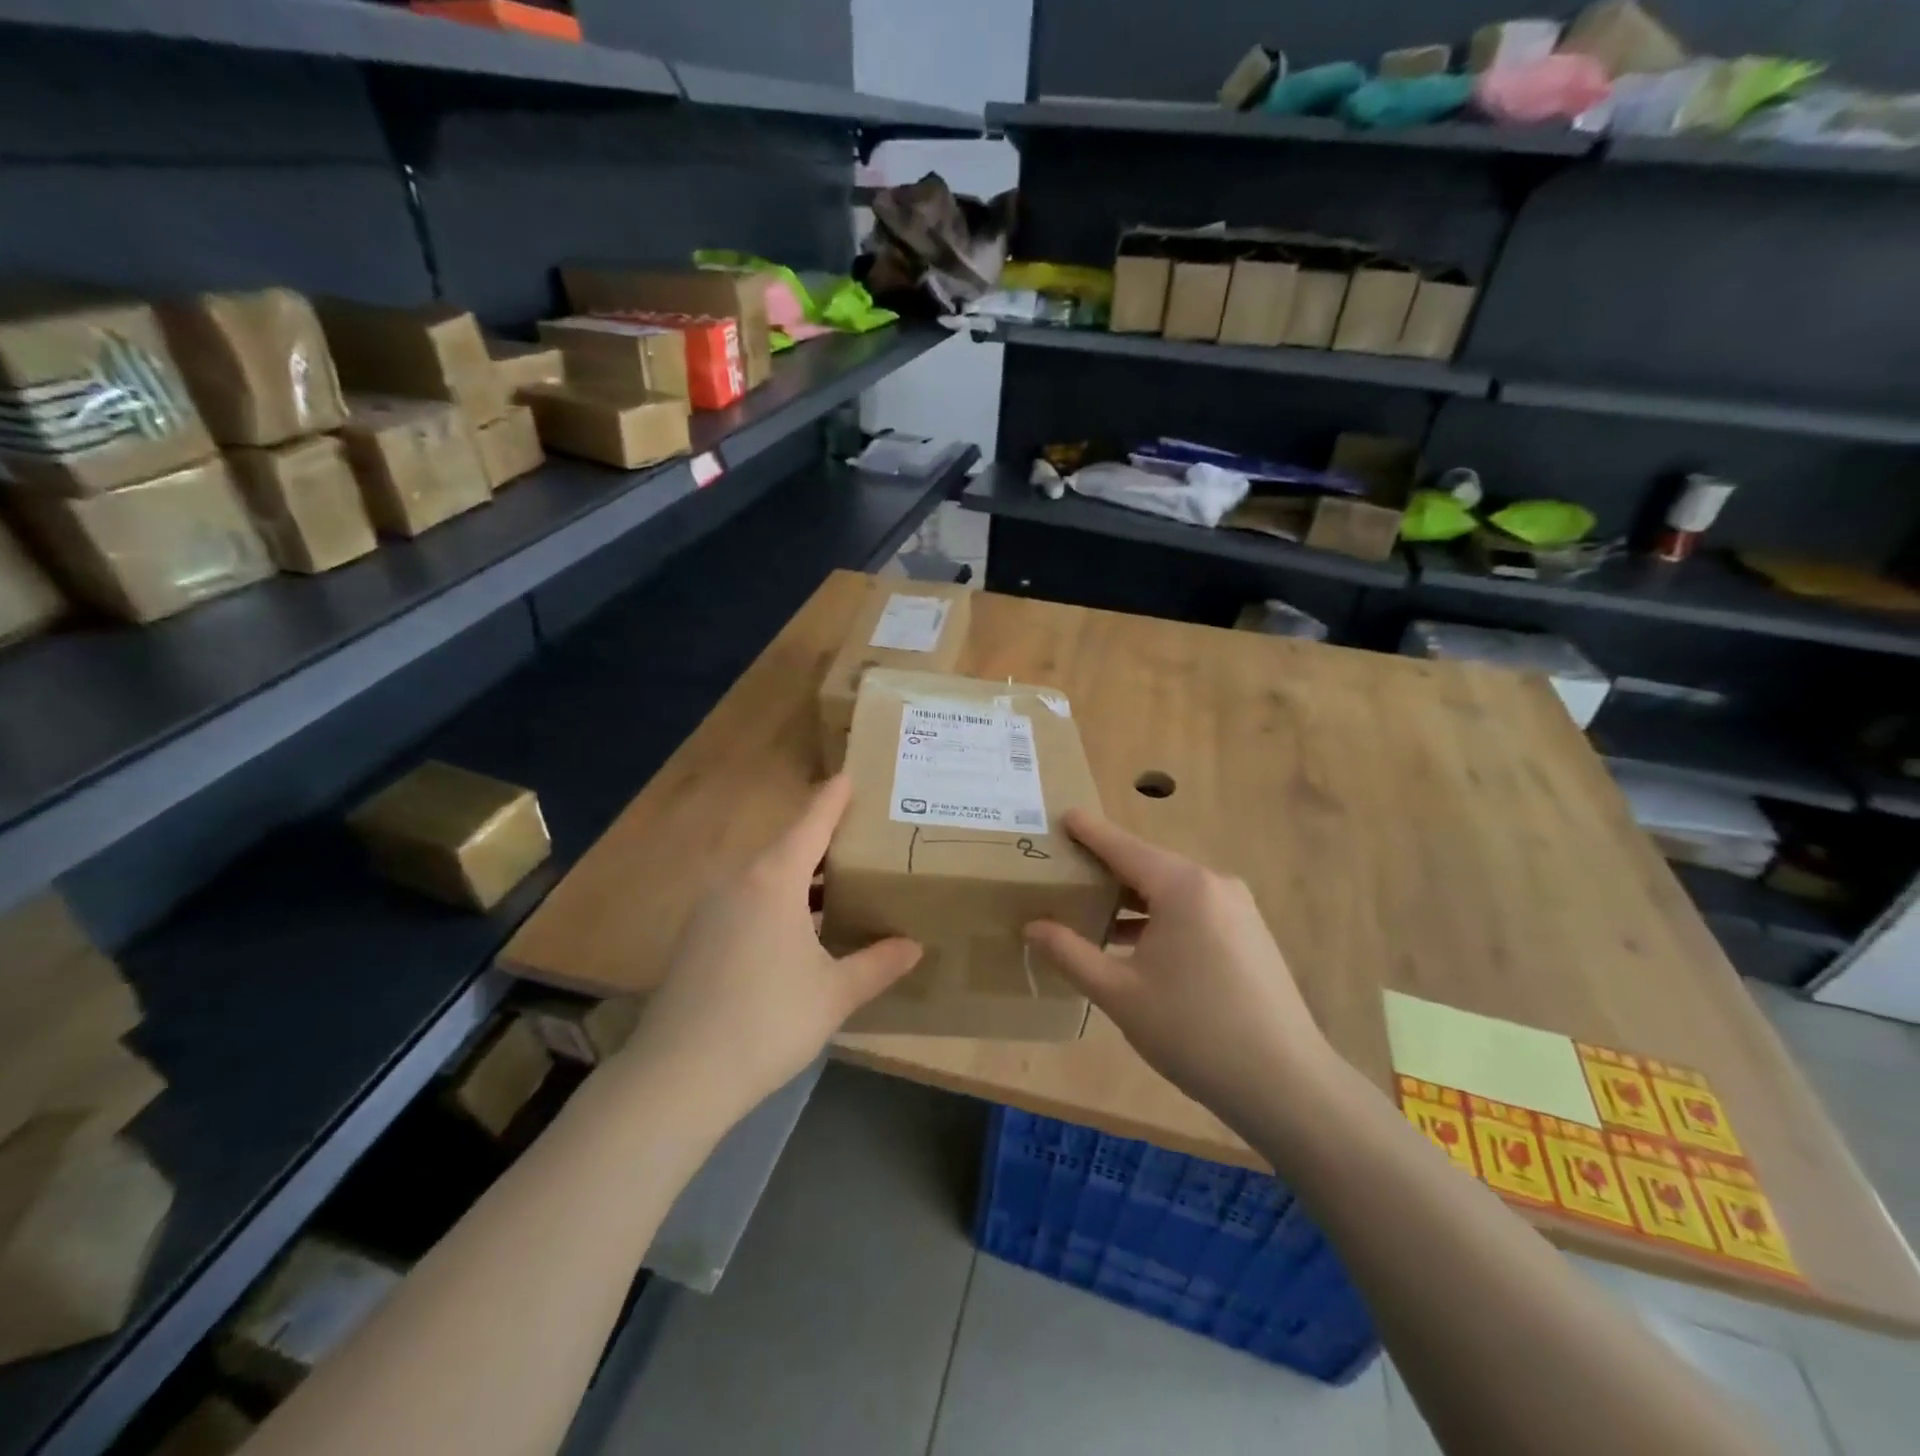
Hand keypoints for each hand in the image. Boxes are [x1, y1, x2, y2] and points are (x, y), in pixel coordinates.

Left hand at [623, 775, 921, 1122]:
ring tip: (836, 890)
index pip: (811, 825)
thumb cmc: (769, 1020)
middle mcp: (738, 883)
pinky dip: (776, 904)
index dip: (832, 801)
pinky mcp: (695, 940)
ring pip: (763, 879)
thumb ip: (877, 964)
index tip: (848, 777)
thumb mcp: (835, 993)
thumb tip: (914, 947)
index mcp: (774, 881)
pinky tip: (795, 935)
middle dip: (822, 845)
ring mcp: (710, 911)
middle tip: (860, 843)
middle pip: (786, 849)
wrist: (679, 1076)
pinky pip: (745, 903)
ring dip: (799, 880)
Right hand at [1025, 811, 1336, 1132]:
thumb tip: (1032, 927)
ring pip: (1171, 890)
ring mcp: (1238, 909)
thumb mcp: (1120, 993)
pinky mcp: (1249, 934)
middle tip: (1066, 871)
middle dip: (1107, 868)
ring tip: (1091, 911)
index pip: (1123, 847)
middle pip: (1148, 865)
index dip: (1090, 832)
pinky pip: (1193, 909)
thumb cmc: (1193, 1031)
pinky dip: (1159, 916)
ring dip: (1132, 897)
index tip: (1063, 816)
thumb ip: (1071, 954)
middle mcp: (1213, 885)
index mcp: (1182, 887)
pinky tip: (1135, 944)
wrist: (1285, 1084)